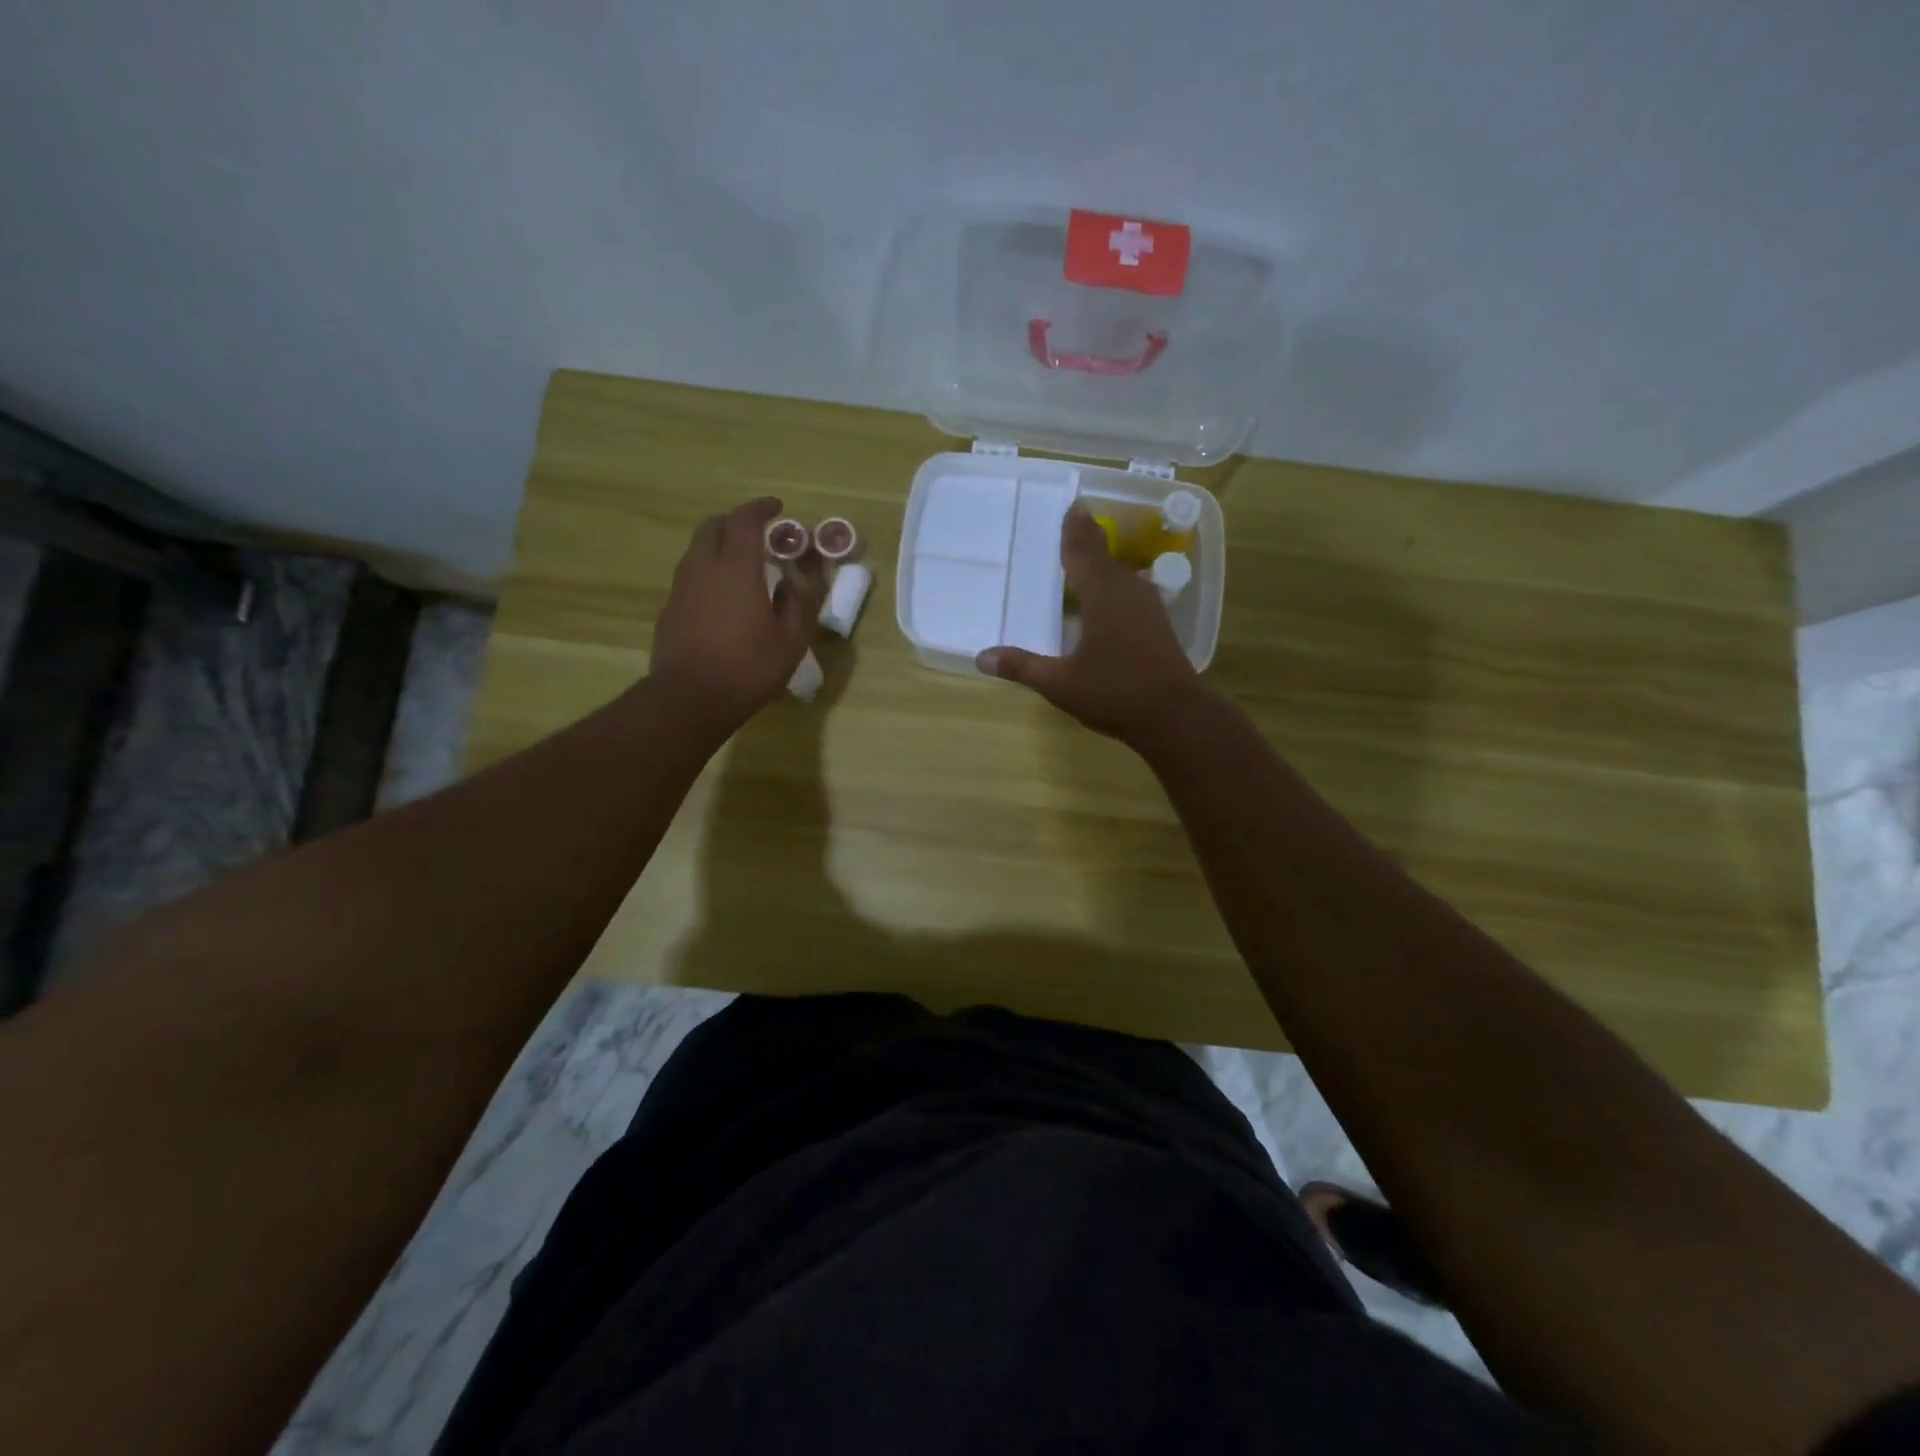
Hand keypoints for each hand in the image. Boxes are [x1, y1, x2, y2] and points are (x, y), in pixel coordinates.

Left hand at [648, 497, 824, 733]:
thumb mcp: (789, 641)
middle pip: (713, 526)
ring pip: (698, 551)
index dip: (761, 509)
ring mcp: (681, 588)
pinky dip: (708, 574)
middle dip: (735, 522)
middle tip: (757, 533)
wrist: (690, 699)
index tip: (777, 508)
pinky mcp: (670, 609)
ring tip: (742, 566)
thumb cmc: (748, 668)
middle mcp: (704, 567)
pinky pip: (691, 578)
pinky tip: (723, 599)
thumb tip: (785, 587)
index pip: (745, 521)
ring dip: (720, 548)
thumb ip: (792, 606)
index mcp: (737, 568)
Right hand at [976, 504, 1204, 743]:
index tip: (1072, 505)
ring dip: (1103, 565)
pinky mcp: (1158, 626)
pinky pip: (1131, 593)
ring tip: (1086, 559)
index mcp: (1102, 595)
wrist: (1176, 716)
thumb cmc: (1114, 693)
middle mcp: (1127, 592)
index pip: (1083, 552)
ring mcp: (1148, 608)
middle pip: (1104, 558)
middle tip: (1073, 524)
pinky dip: (1114, 588)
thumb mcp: (1060, 683)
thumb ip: (1022, 667)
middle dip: (1088, 541)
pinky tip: (1108, 601)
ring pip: (1121, 576)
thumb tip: (982, 657)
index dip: (1074, 530)